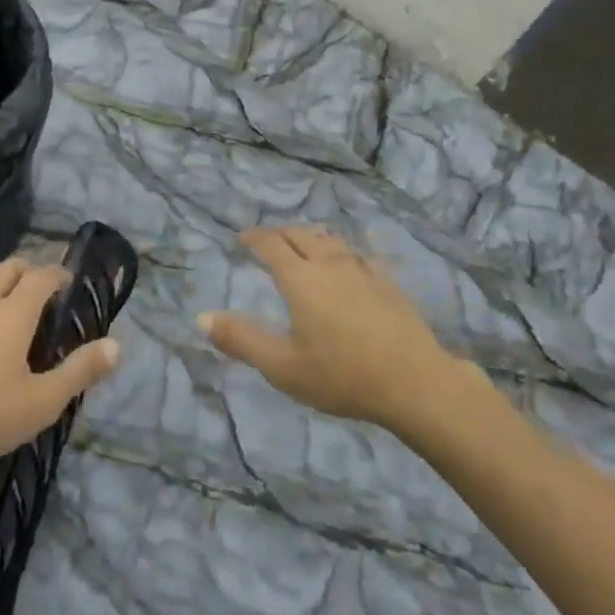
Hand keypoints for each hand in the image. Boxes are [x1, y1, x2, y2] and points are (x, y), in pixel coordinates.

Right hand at [200, 227, 464, 431]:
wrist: (414, 381)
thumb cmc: (341, 375)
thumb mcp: (283, 367)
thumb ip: (241, 340)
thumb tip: (201, 318)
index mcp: (300, 278)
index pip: (271, 244)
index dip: (254, 237)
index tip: (241, 238)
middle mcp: (329, 263)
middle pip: (300, 234)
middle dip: (279, 233)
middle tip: (267, 241)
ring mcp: (362, 269)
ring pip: (330, 239)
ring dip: (310, 237)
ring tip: (302, 244)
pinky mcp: (386, 281)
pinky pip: (357, 254)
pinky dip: (341, 251)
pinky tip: (347, 264)